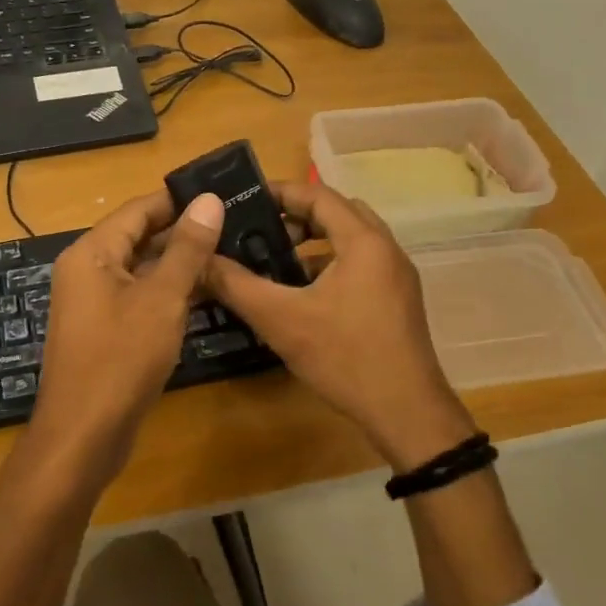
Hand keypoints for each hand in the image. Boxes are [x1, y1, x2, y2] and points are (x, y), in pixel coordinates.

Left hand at [28, 189, 225, 487]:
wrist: (83, 436)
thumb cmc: (120, 359)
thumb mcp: (161, 299)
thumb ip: (187, 248)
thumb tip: (208, 200)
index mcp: (91, 252)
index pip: (139, 209)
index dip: (178, 198)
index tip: (221, 190)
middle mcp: (88, 270)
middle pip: (139, 237)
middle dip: (184, 230)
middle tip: (235, 220)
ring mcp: (95, 302)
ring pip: (143, 269)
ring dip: (180, 262)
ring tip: (231, 250)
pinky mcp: (106, 329)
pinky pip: (140, 296)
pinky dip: (170, 291)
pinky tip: (208, 291)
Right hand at [204, 180, 475, 470]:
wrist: (407, 413)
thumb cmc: (345, 357)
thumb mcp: (281, 319)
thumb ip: (237, 285)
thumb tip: (199, 260)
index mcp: (364, 241)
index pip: (318, 196)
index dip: (280, 192)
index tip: (245, 198)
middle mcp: (386, 249)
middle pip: (338, 213)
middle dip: (297, 216)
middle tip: (258, 228)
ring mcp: (397, 276)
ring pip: (351, 241)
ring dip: (315, 242)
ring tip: (275, 259)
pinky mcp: (398, 301)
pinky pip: (360, 265)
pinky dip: (330, 265)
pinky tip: (303, 294)